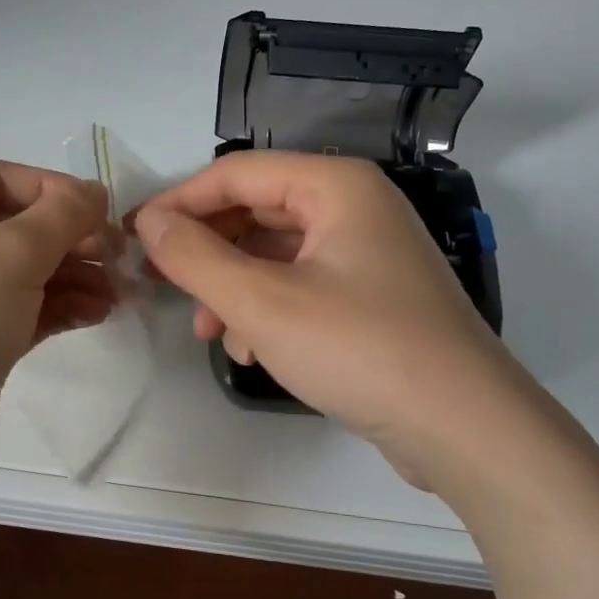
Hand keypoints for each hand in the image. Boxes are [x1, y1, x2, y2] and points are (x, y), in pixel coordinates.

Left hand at [0, 160, 113, 517]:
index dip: (52, 189)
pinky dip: (61, 308)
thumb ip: (59, 216)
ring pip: (23, 273)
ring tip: (120, 291)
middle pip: (14, 227)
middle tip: (120, 257)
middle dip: (70, 238)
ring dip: (74, 275)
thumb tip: (94, 192)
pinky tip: (99, 313)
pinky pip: (23, 312)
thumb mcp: (7, 255)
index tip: (102, 213)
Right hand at [135, 152, 527, 485]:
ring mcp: (368, 252)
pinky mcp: (373, 296)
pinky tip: (254, 351)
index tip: (135, 237)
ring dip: (235, 287)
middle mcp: (355, 206)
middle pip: (257, 211)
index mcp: (335, 185)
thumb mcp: (262, 302)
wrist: (464, 426)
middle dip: (208, 251)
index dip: (179, 202)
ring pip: (276, 253)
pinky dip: (270, 310)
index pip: (237, 173)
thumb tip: (149, 221)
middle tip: (166, 286)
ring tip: (211, 333)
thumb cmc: (359, 348)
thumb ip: (196, 257)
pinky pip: (303, 285)